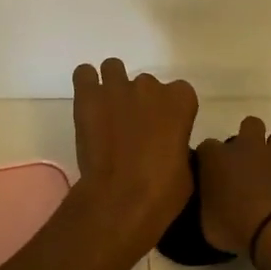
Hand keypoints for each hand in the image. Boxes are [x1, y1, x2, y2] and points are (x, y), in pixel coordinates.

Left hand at [71, 59, 198, 249]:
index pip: (179, 93)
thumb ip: (178, 143)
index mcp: (181, 99)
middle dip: (140, 102)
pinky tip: (89, 104)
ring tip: (108, 113)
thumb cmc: (162, 191)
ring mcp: (117, 87)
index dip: (170, 111)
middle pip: (146, 85)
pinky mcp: (88, 95)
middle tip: (132, 129)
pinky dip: (86, 85)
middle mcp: (150, 85)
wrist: (120, 199)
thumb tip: (168, 143)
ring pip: (114, 70)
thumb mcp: (186, 167)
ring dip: (113, 87)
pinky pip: (84, 74)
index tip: (163, 130)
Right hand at [197, 116, 270, 264]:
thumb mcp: (208, 225)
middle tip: (245, 164)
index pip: (206, 147)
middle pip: (249, 124)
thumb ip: (208, 207)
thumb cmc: (236, 227)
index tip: (211, 176)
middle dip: (248, 138)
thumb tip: (213, 205)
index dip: (209, 159)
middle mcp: (248, 148)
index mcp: (217, 158)